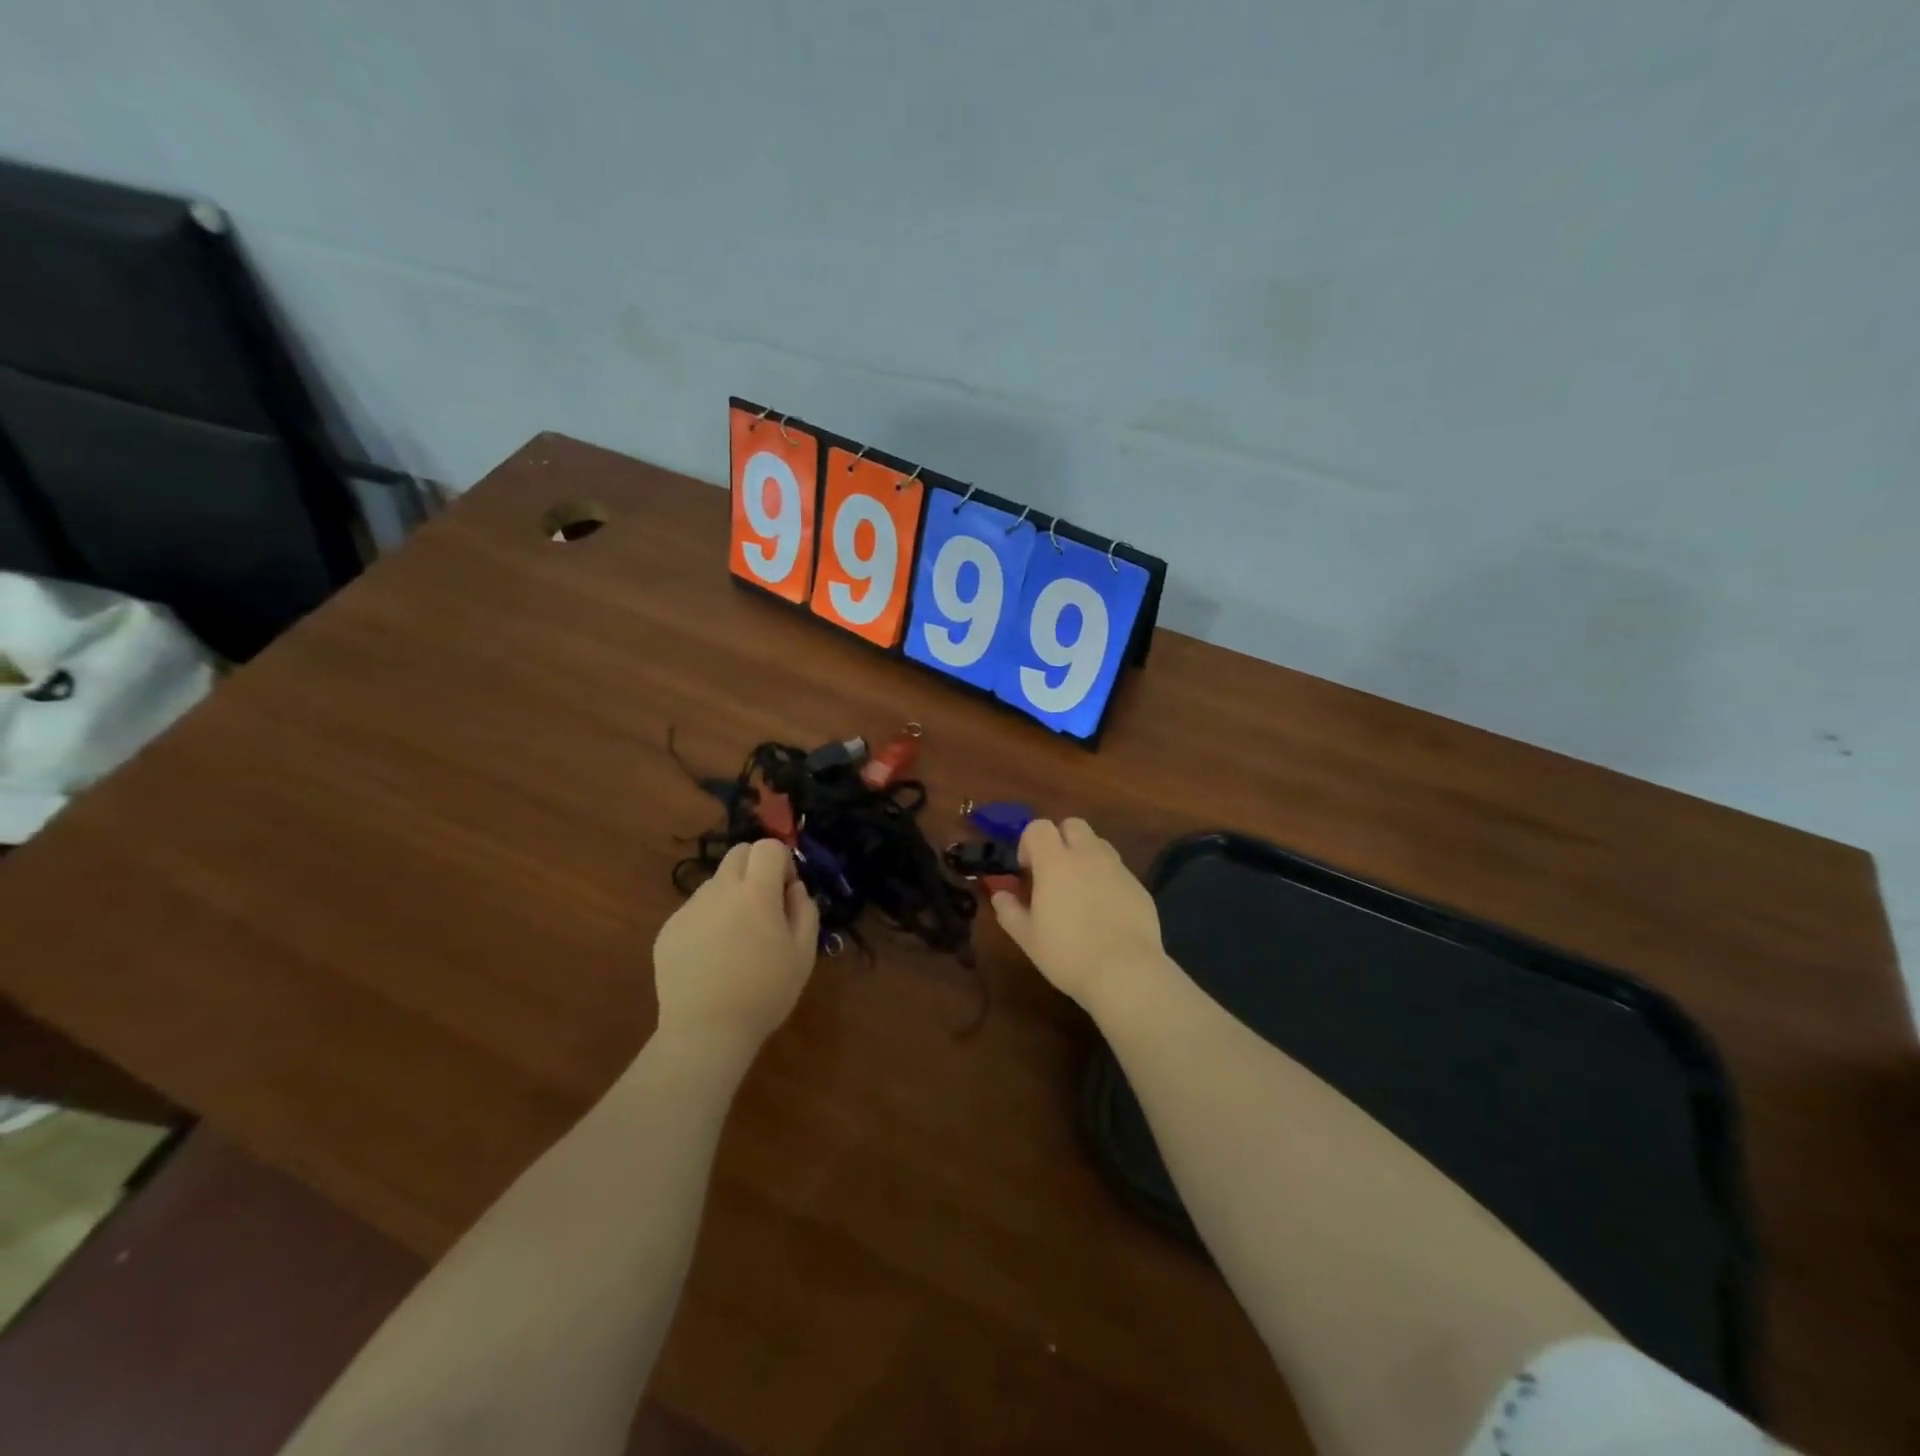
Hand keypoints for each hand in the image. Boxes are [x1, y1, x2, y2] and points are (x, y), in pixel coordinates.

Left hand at [653, 839, 818, 1054]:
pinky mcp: (668, 930)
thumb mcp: (803, 955)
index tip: (786, 891)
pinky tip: (712, 958)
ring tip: (736, 939)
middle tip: (764, 906)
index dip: (782, 862)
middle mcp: (719, 890)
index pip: (767, 847)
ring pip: (715, 883)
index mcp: (756, 892)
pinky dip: (708, 921)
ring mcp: (689, 909)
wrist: (706, 1031)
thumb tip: (794, 889)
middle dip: (755, 868)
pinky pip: (694, 911)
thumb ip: (805, 911)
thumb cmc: (764, 993)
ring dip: (731, 896)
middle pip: (738, 853)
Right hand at [990, 818, 1166, 1011]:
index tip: (1027, 870)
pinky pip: (1117, 869)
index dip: (1028, 842)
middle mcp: (1087, 855)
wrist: (1125, 972)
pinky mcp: (1139, 885)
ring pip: (1098, 844)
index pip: (1038, 827)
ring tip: (1080, 890)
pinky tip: (1104, 910)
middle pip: (1073, 825)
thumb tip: (1000, 895)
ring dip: (1085, 856)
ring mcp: (1117, 868)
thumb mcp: (1028, 937)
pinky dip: (1106, 879)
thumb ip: (1009, 910)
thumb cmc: (1067, 953)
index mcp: (1055, 862)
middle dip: (1060, 840)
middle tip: (1053, 873)